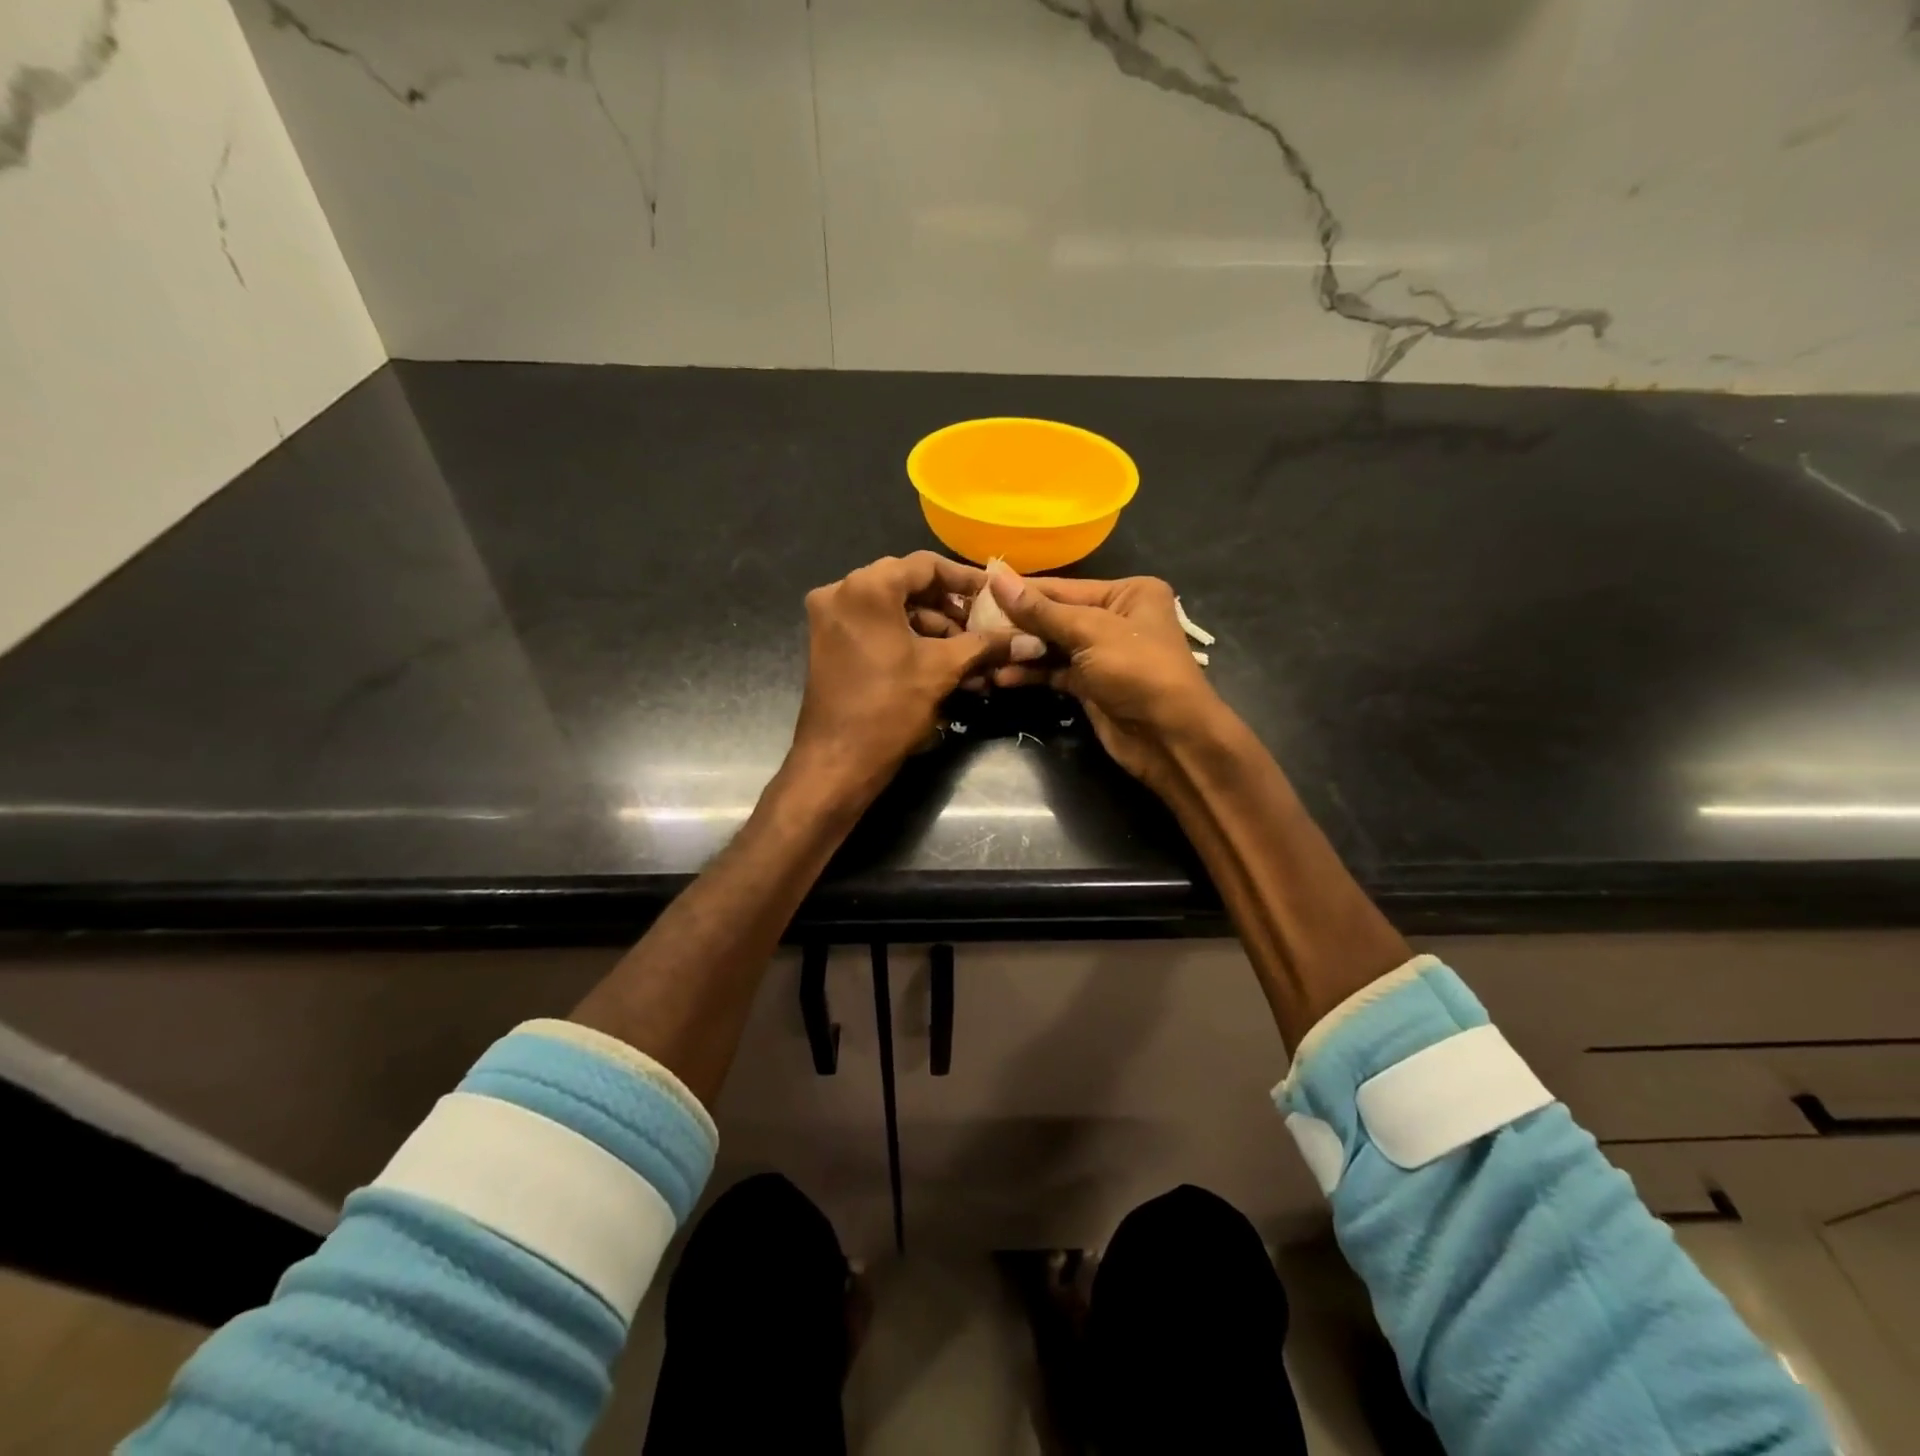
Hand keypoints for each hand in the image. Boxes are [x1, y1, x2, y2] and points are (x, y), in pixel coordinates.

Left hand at [788, 553, 1037, 805]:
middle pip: (907, 585)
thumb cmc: (890, 708)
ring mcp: (830, 618)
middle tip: (983, 626)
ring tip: (970, 653)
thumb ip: (985, 645)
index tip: (994, 596)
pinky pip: (876, 627)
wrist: (838, 761)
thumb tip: (1030, 640)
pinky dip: (908, 639)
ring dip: (932, 627)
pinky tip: (942, 661)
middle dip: (949, 607)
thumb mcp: (942, 670)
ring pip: (892, 608)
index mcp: (867, 587)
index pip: (925, 565)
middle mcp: (841, 591)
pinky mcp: (829, 642)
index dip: (965, 579)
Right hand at [985, 569, 1225, 792]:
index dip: (1021, 591)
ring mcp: (1102, 654)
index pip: (1063, 588)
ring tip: (981, 651)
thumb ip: (1041, 610)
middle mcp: (1115, 618)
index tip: (979, 589)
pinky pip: (1054, 672)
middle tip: (971, 624)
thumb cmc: (1138, 671)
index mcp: (1127, 593)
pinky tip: (1001, 676)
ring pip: (1052, 646)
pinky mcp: (1090, 685)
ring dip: (1019, 651)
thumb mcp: (1090, 633)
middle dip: (1017, 623)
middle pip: (1055, 616)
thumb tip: (997, 578)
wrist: (1170, 738)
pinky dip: (1031, 673)